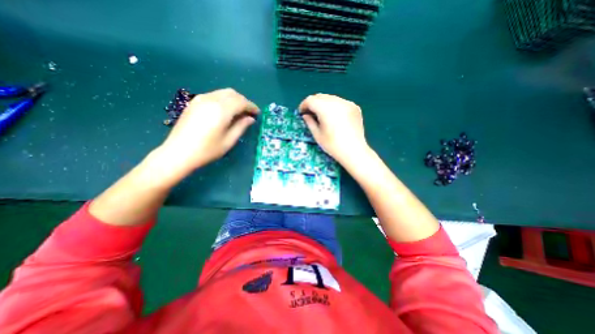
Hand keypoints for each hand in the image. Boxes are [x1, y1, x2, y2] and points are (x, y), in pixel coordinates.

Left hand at [160, 87, 258, 172]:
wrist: (178, 153)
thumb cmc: (207, 150)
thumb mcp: (229, 140)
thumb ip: (241, 126)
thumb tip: (250, 118)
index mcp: (221, 110)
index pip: (241, 102)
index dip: (251, 106)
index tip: (257, 113)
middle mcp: (211, 99)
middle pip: (233, 93)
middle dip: (244, 101)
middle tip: (249, 113)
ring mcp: (200, 99)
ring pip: (223, 93)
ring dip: (234, 100)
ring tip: (239, 112)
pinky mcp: (194, 102)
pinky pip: (214, 95)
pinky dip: (224, 100)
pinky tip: (225, 111)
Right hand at [301, 92, 370, 165]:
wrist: (354, 151)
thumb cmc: (333, 146)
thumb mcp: (317, 135)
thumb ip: (310, 122)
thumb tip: (306, 115)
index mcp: (326, 109)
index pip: (311, 100)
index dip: (304, 105)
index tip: (301, 113)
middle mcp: (337, 102)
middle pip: (320, 96)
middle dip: (313, 103)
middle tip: (310, 113)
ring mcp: (348, 103)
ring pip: (331, 98)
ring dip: (323, 104)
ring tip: (322, 115)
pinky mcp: (355, 107)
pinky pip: (340, 102)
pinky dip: (334, 106)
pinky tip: (334, 117)